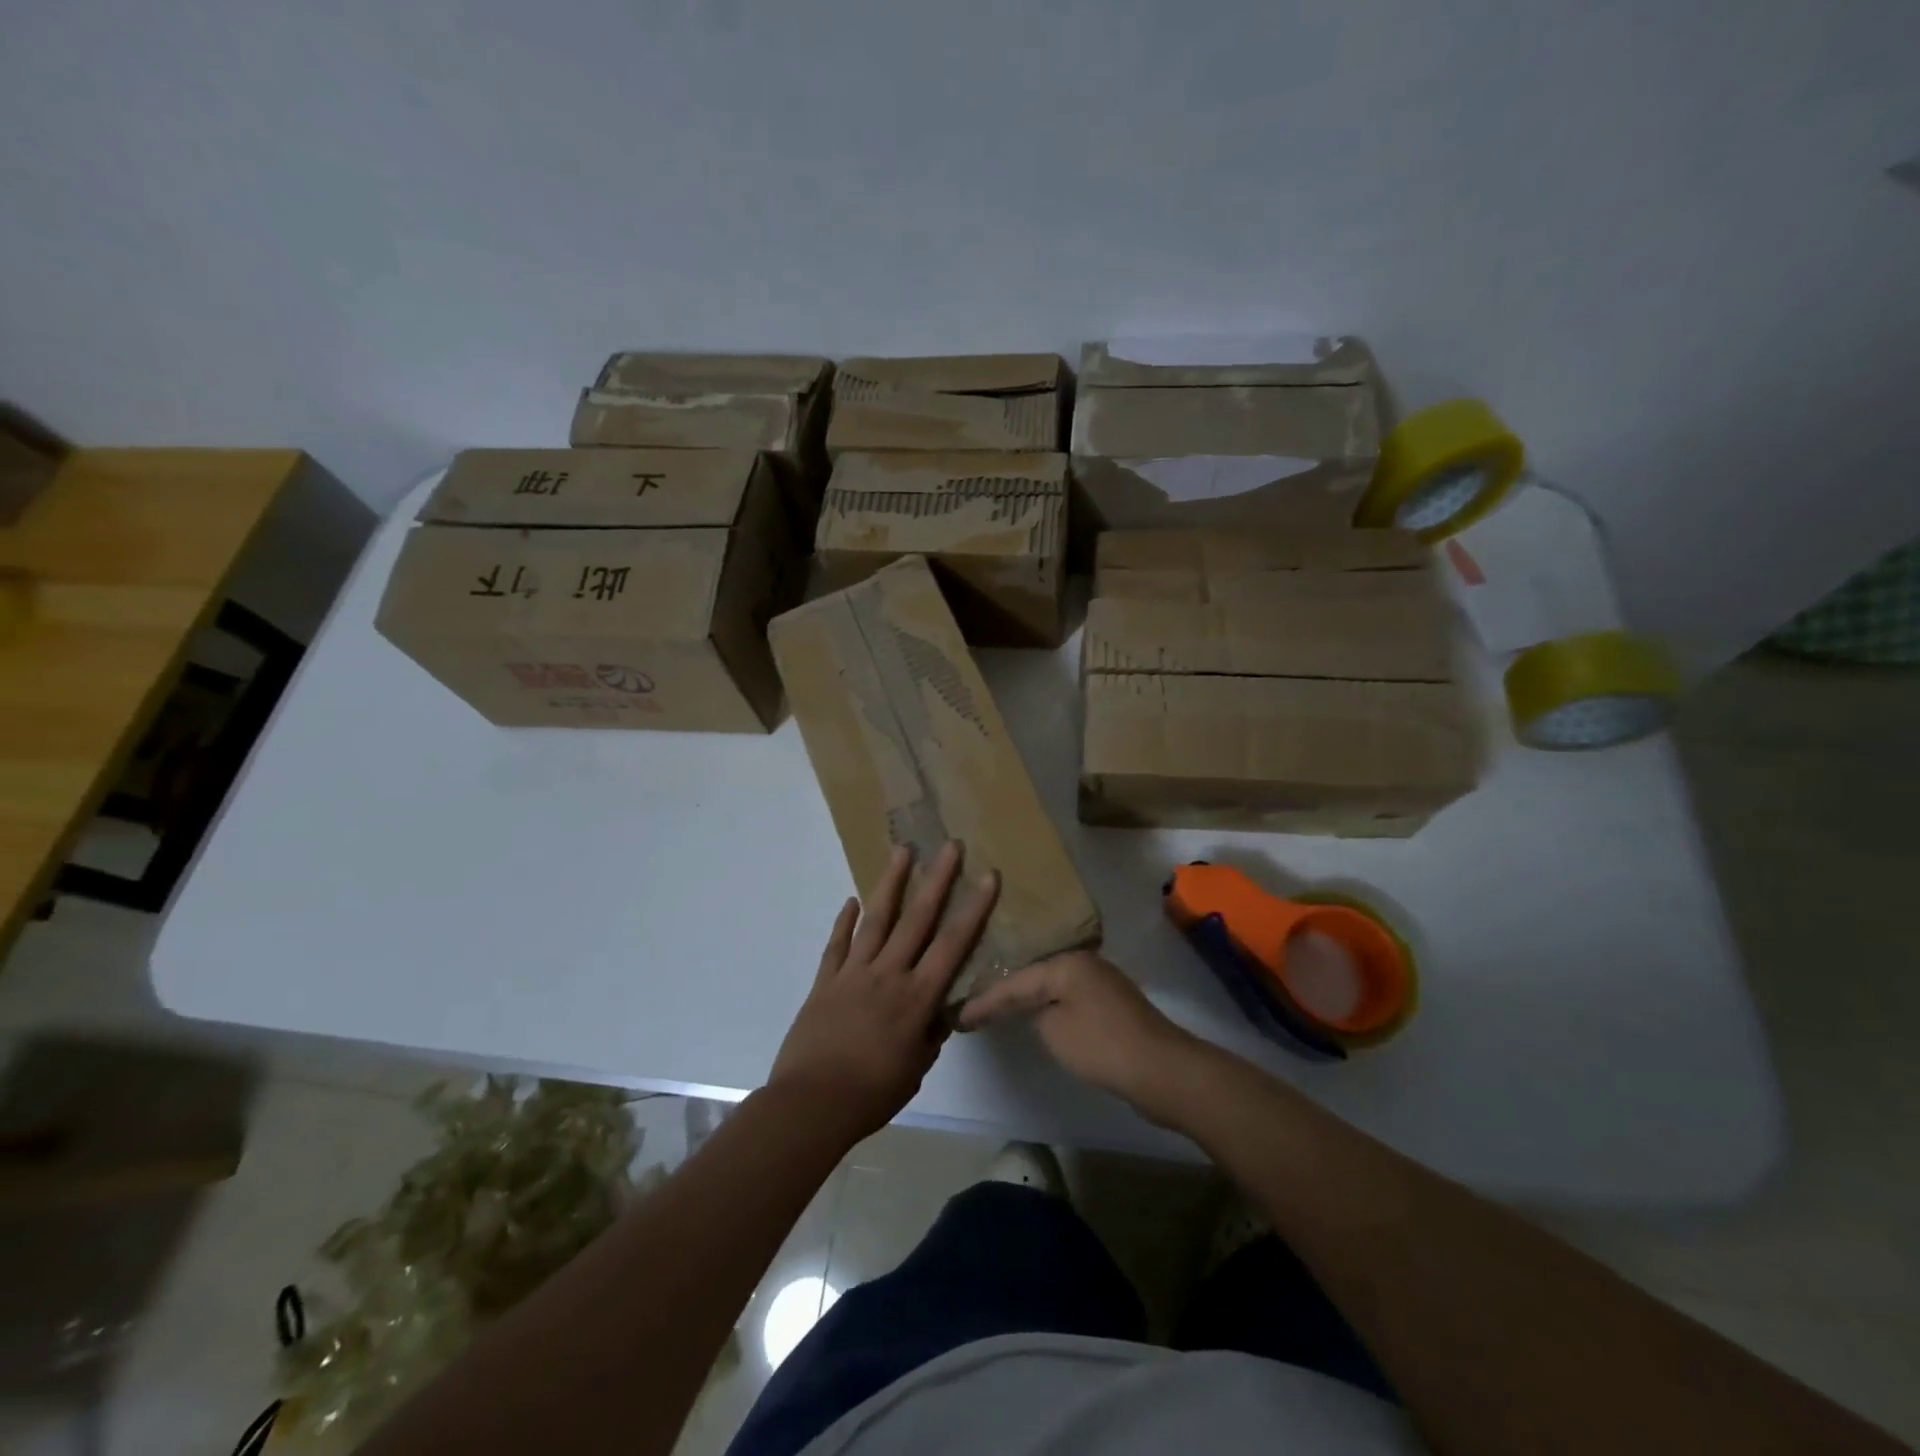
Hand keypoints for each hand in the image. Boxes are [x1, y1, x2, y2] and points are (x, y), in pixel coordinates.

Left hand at [769, 842, 998, 1141]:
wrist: (811, 1104)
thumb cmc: (871, 1093)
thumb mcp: (916, 1068)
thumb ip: (931, 1033)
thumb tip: (941, 1009)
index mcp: (917, 997)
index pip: (953, 944)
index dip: (974, 909)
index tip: (988, 876)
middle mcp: (888, 974)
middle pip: (917, 918)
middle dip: (937, 879)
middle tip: (950, 845)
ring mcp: (853, 973)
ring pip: (876, 919)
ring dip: (890, 883)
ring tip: (902, 851)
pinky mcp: (825, 981)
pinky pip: (837, 945)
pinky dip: (844, 921)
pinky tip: (851, 901)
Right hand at [959, 951, 1197, 1116]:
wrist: (1161, 1068)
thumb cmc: (1101, 1046)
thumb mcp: (1054, 1031)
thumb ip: (1035, 1015)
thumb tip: (1040, 1010)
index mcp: (1066, 963)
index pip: (1014, 981)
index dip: (986, 1000)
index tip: (960, 1016)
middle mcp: (1083, 962)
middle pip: (1034, 976)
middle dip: (1006, 993)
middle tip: (975, 1006)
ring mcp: (1101, 981)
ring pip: (1053, 987)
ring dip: (1029, 999)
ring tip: (999, 1008)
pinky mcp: (1112, 1003)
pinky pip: (1069, 999)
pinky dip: (1050, 1008)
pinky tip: (1038, 1016)